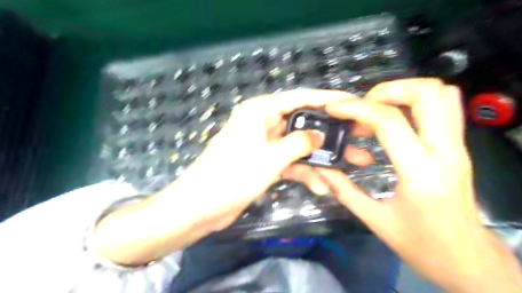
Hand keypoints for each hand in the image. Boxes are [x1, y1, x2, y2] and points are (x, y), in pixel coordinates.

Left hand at [165, 91, 357, 231]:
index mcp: (260, 110)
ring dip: (317, 159)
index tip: (350, 101)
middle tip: (354, 138)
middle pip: (301, 123)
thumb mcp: (271, 157)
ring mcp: (264, 144)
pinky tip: (321, 187)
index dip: (326, 98)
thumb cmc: (233, 175)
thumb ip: (299, 143)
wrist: (202, 206)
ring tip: (346, 166)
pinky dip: (303, 173)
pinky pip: (289, 163)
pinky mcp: (264, 162)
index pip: (299, 98)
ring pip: (297, 146)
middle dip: (326, 134)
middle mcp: (262, 122)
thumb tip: (319, 136)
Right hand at [306, 79, 521, 292]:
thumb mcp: (375, 220)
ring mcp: (457, 146)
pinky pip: (445, 107)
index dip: (357, 108)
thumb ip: (344, 190)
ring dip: (403, 93)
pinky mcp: (458, 147)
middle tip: (361, 108)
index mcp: (420, 172)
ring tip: (376, 111)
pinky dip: (416, 102)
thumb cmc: (421, 245)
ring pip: (442, 94)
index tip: (334, 109)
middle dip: (386, 91)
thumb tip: (322, 170)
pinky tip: (394, 121)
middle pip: (427, 92)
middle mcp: (446, 151)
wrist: (468, 261)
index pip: (390, 121)